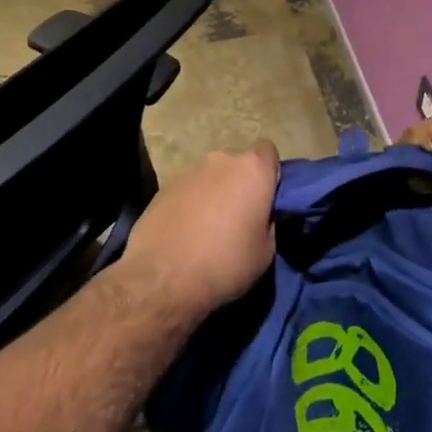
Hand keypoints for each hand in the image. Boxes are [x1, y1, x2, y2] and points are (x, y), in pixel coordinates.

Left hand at [120, 142, 279, 313]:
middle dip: (241, 184)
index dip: (269, 173)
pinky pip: (188, 189)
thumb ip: (269, 221)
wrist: (162, 279)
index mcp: (252, 169)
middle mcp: (222, 160)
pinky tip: (185, 231)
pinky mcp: (164, 186)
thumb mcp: (266, 251)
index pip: (268, 152)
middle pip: (238, 164)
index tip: (266, 199)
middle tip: (239, 217)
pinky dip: (191, 203)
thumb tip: (262, 215)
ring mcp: (190, 170)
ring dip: (214, 193)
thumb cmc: (225, 263)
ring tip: (209, 227)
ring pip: (212, 176)